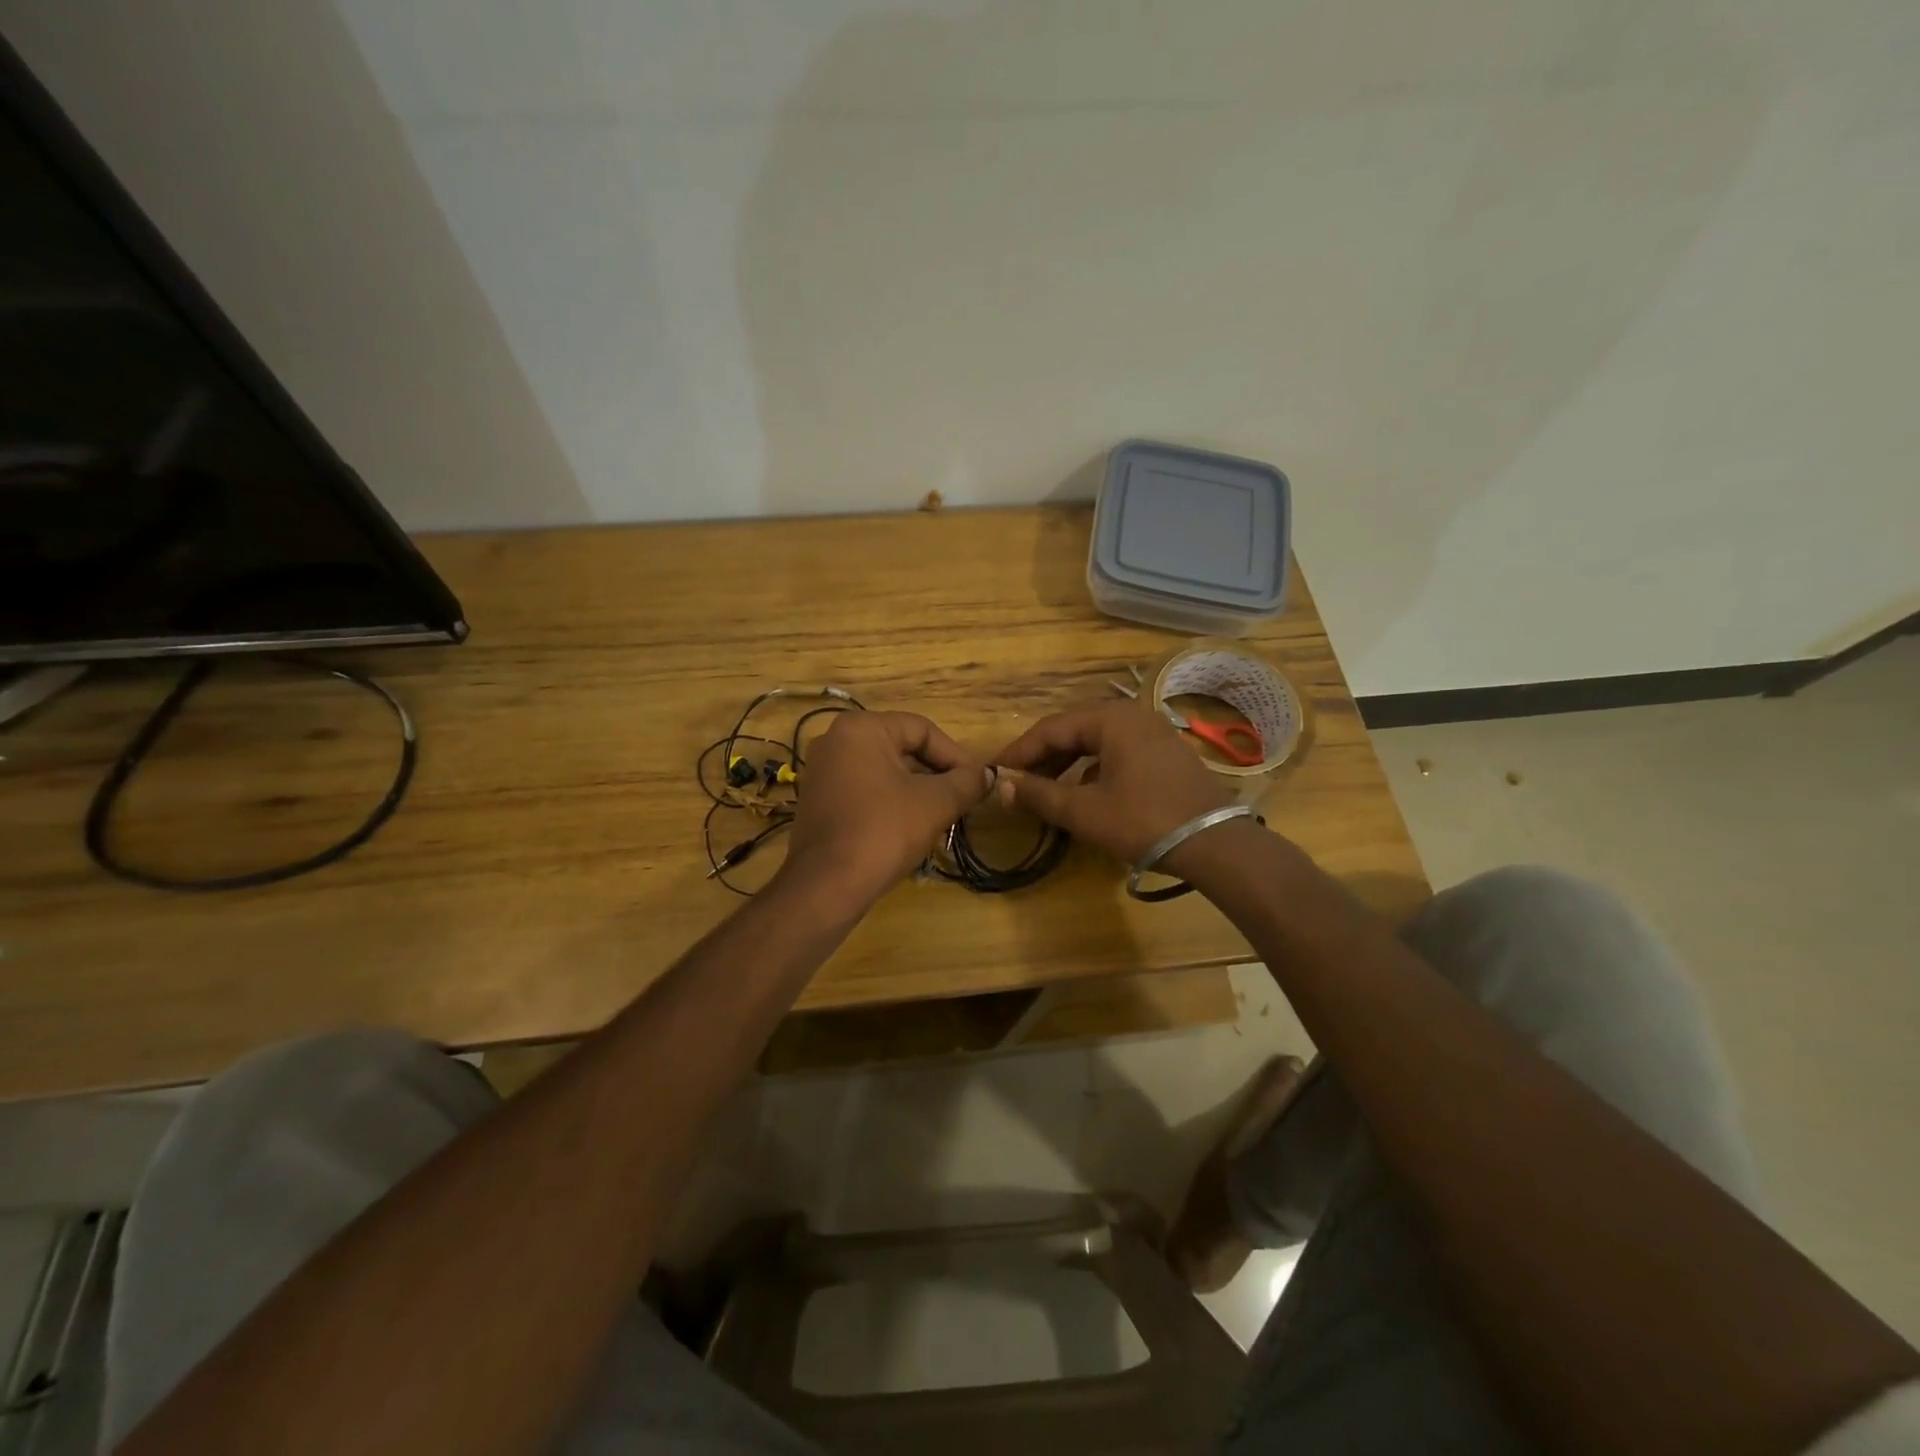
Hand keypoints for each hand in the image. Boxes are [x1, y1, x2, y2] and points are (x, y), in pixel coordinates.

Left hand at [785, 711, 992, 900]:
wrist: (827, 886)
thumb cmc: (884, 832)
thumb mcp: (936, 803)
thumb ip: (967, 782)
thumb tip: (986, 775)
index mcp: (861, 728)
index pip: (922, 729)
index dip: (956, 755)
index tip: (976, 782)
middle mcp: (835, 740)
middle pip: (902, 749)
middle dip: (936, 775)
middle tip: (962, 800)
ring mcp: (821, 771)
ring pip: (884, 772)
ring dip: (917, 791)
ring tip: (942, 816)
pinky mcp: (817, 800)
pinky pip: (864, 790)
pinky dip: (890, 803)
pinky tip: (910, 829)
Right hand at [993, 699, 1234, 863]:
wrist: (1216, 843)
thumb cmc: (1143, 821)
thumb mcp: (1084, 810)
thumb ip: (1039, 794)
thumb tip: (1001, 785)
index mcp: (1110, 718)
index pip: (1050, 729)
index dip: (1018, 751)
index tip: (994, 771)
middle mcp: (1132, 715)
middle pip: (1074, 730)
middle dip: (1042, 757)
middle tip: (1015, 781)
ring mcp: (1153, 732)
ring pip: (1096, 742)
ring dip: (1066, 763)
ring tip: (1043, 788)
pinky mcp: (1166, 753)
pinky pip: (1117, 752)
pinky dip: (1093, 769)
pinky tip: (1083, 792)